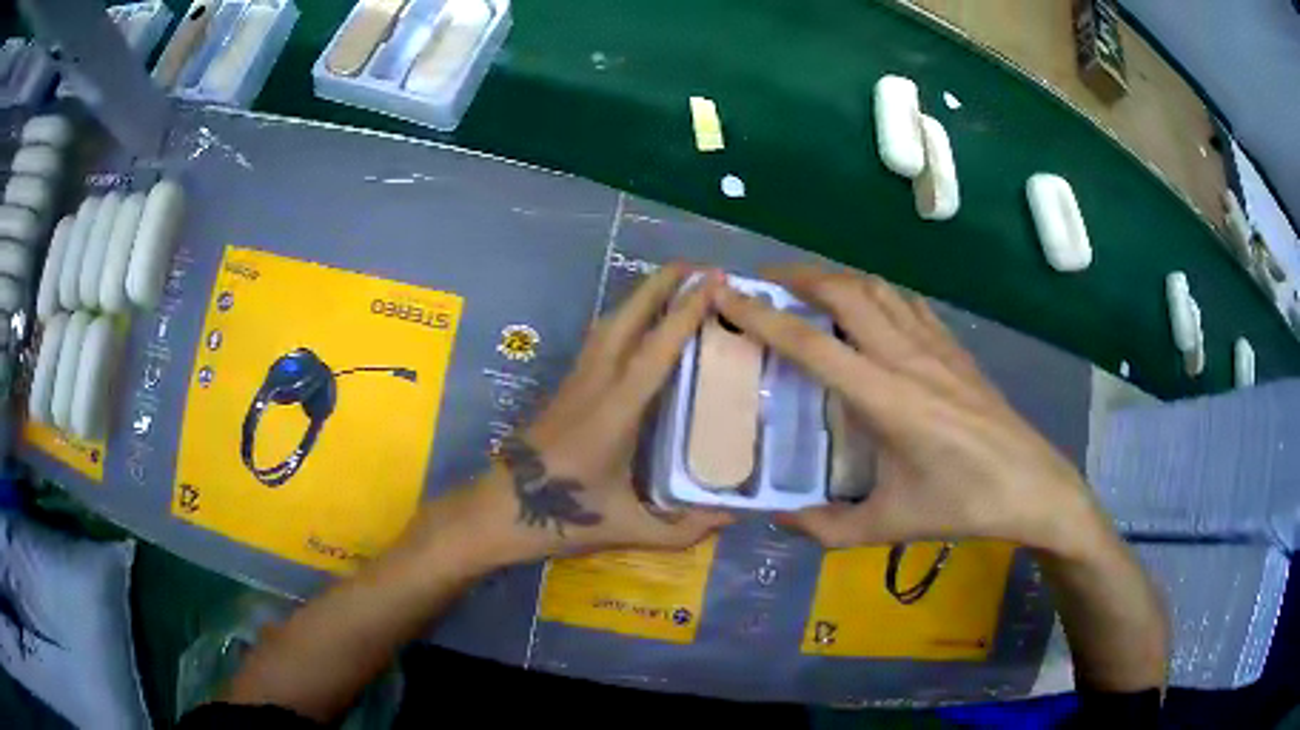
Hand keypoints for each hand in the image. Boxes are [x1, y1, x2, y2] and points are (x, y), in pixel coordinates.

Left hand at [471, 265, 732, 562]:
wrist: (500, 510)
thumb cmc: (562, 517)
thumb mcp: (627, 528)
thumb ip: (684, 531)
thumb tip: (734, 519)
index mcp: (615, 411)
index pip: (655, 349)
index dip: (686, 312)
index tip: (715, 282)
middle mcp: (596, 383)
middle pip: (627, 316)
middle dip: (663, 284)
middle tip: (703, 268)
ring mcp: (577, 380)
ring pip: (610, 322)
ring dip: (643, 295)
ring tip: (678, 284)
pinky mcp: (567, 386)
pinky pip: (601, 337)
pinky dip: (628, 317)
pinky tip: (644, 323)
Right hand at [712, 265, 1104, 554]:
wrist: (1031, 485)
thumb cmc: (963, 506)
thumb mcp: (890, 525)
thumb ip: (826, 528)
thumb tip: (778, 519)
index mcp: (886, 399)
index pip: (811, 345)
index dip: (762, 316)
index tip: (726, 293)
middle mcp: (908, 358)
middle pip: (845, 292)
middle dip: (798, 278)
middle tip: (763, 283)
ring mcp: (936, 346)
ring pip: (878, 288)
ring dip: (837, 278)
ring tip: (808, 289)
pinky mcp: (955, 348)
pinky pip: (906, 303)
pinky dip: (875, 293)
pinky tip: (868, 310)